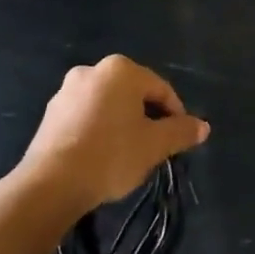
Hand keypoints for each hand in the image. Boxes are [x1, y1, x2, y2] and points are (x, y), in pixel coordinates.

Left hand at [14, 55, 209, 218]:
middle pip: (133, 93)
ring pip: (108, 104)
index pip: (160, 88)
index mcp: (121, 70)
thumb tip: (204, 126)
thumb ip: (181, 132)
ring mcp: (67, 90)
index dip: (175, 114)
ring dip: (122, 123)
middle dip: (147, 117)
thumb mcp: (154, 145)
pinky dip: (98, 129)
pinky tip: (101, 155)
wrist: (51, 183)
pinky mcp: (51, 112)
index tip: (178, 140)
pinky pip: (86, 115)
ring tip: (128, 154)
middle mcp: (93, 70)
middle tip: (155, 147)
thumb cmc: (110, 156)